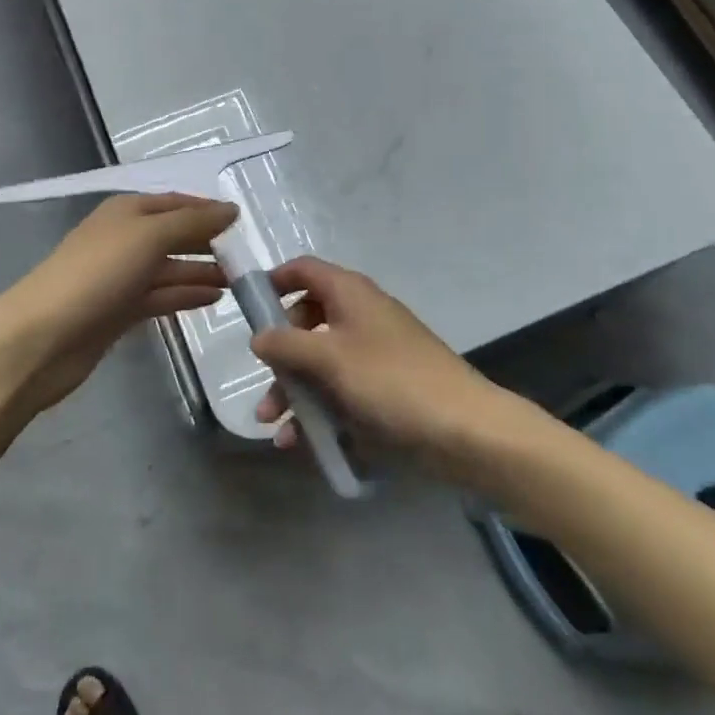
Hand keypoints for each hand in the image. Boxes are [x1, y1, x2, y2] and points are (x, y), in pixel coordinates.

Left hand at [0, 194, 237, 411]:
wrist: (43, 337)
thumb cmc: (98, 273)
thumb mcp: (149, 236)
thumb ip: (193, 221)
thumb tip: (231, 209)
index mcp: (127, 211)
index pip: (176, 202)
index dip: (207, 209)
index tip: (243, 221)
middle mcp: (124, 238)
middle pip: (174, 234)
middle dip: (208, 242)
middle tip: (249, 256)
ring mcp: (121, 276)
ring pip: (170, 268)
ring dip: (201, 271)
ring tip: (240, 281)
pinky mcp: (120, 311)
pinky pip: (161, 296)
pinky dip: (186, 295)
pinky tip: (214, 298)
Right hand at [252, 257, 507, 465]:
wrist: (466, 430)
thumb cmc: (392, 380)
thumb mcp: (329, 358)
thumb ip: (287, 344)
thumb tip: (259, 336)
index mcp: (349, 293)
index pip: (304, 270)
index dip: (275, 282)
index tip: (248, 307)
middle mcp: (360, 316)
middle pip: (307, 321)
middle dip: (280, 355)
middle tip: (263, 383)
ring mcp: (374, 354)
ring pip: (321, 364)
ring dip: (295, 393)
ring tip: (275, 429)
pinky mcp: (385, 389)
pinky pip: (341, 393)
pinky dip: (321, 413)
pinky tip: (303, 444)